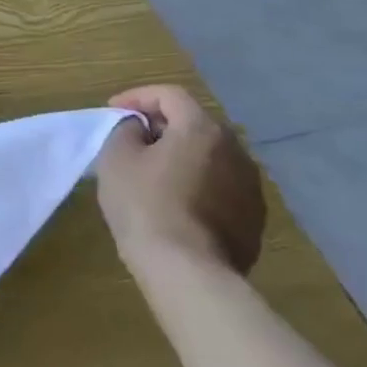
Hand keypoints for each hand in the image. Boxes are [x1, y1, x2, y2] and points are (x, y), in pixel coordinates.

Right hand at [95, 84, 264, 274]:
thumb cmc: (145, 204)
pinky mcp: (253, 218)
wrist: (188, 271)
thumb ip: (126, 130)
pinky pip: (220, 186)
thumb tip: (141, 129)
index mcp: (202, 129)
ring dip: (182, 155)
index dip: (136, 96)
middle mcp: (236, 151)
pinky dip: (197, 183)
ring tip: (152, 172)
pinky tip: (175, 203)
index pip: (170, 95)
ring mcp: (251, 187)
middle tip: (131, 139)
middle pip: (195, 123)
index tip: (112, 112)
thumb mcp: (116, 157)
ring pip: (210, 156)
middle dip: (161, 125)